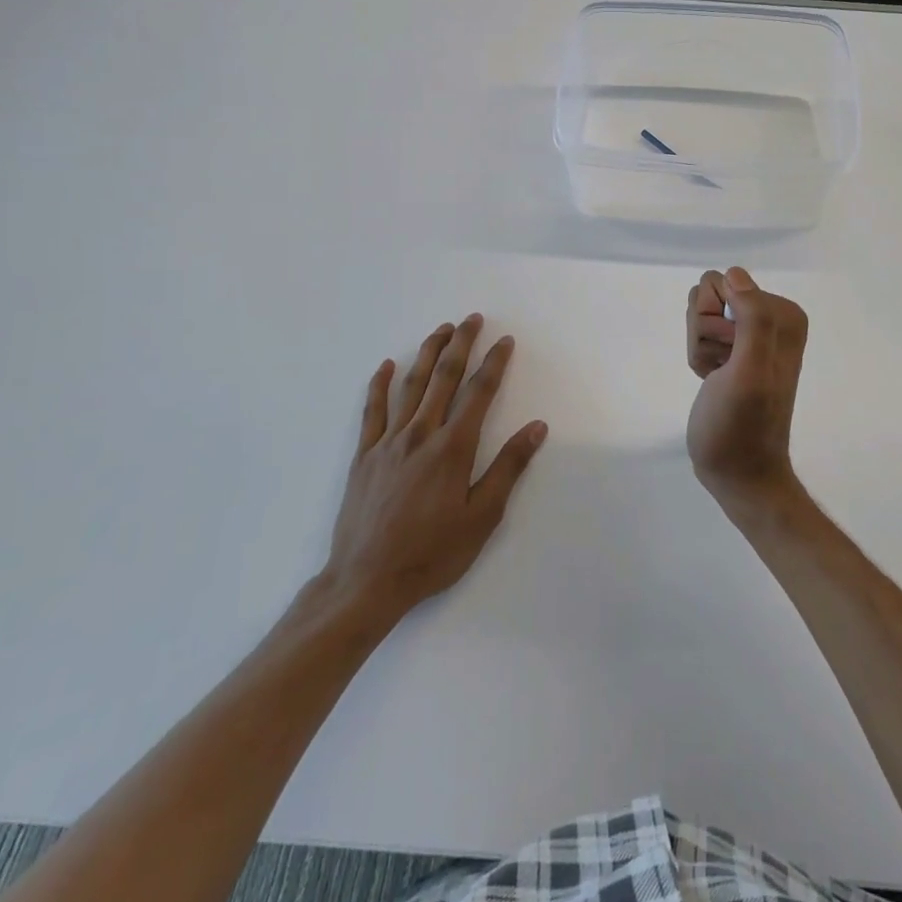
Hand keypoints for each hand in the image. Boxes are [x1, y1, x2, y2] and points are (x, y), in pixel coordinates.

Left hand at [315, 314, 546, 625]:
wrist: (366, 582)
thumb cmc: (432, 553)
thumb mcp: (482, 517)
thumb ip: (508, 467)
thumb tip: (536, 427)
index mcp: (453, 448)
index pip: (479, 393)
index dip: (494, 364)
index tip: (505, 341)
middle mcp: (421, 434)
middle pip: (443, 377)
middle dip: (460, 344)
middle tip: (472, 319)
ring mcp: (388, 442)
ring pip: (411, 386)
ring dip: (427, 353)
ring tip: (441, 330)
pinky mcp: (364, 456)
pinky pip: (372, 410)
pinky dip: (380, 384)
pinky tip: (387, 365)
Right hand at [685, 268, 807, 508]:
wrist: (738, 472)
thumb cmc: (742, 426)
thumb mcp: (751, 372)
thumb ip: (753, 319)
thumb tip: (735, 274)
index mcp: (784, 315)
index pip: (724, 283)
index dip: (715, 321)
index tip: (728, 356)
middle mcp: (772, 317)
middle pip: (709, 295)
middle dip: (705, 333)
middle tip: (722, 368)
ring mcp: (752, 334)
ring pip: (700, 314)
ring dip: (700, 348)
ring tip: (717, 377)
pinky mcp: (734, 350)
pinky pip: (700, 333)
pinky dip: (699, 358)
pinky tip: (712, 381)